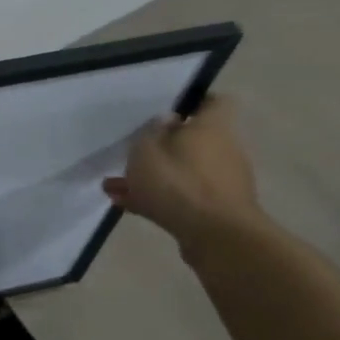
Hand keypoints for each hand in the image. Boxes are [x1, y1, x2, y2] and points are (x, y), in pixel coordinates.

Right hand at [103, 95, 261, 257]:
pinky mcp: (215, 210)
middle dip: (162, 145)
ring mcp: (221, 182)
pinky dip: (157, 198)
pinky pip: (181, 196)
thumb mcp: (146, 149)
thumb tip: (166, 120)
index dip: (193, 100)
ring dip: (152, 176)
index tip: (167, 107)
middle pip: (193, 139)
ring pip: (182, 171)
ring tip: (115, 184)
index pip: (214, 101)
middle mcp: (224, 150)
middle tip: (133, 150)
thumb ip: (151, 131)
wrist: (217, 238)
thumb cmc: (179, 183)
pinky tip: (124, 204)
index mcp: (213, 127)